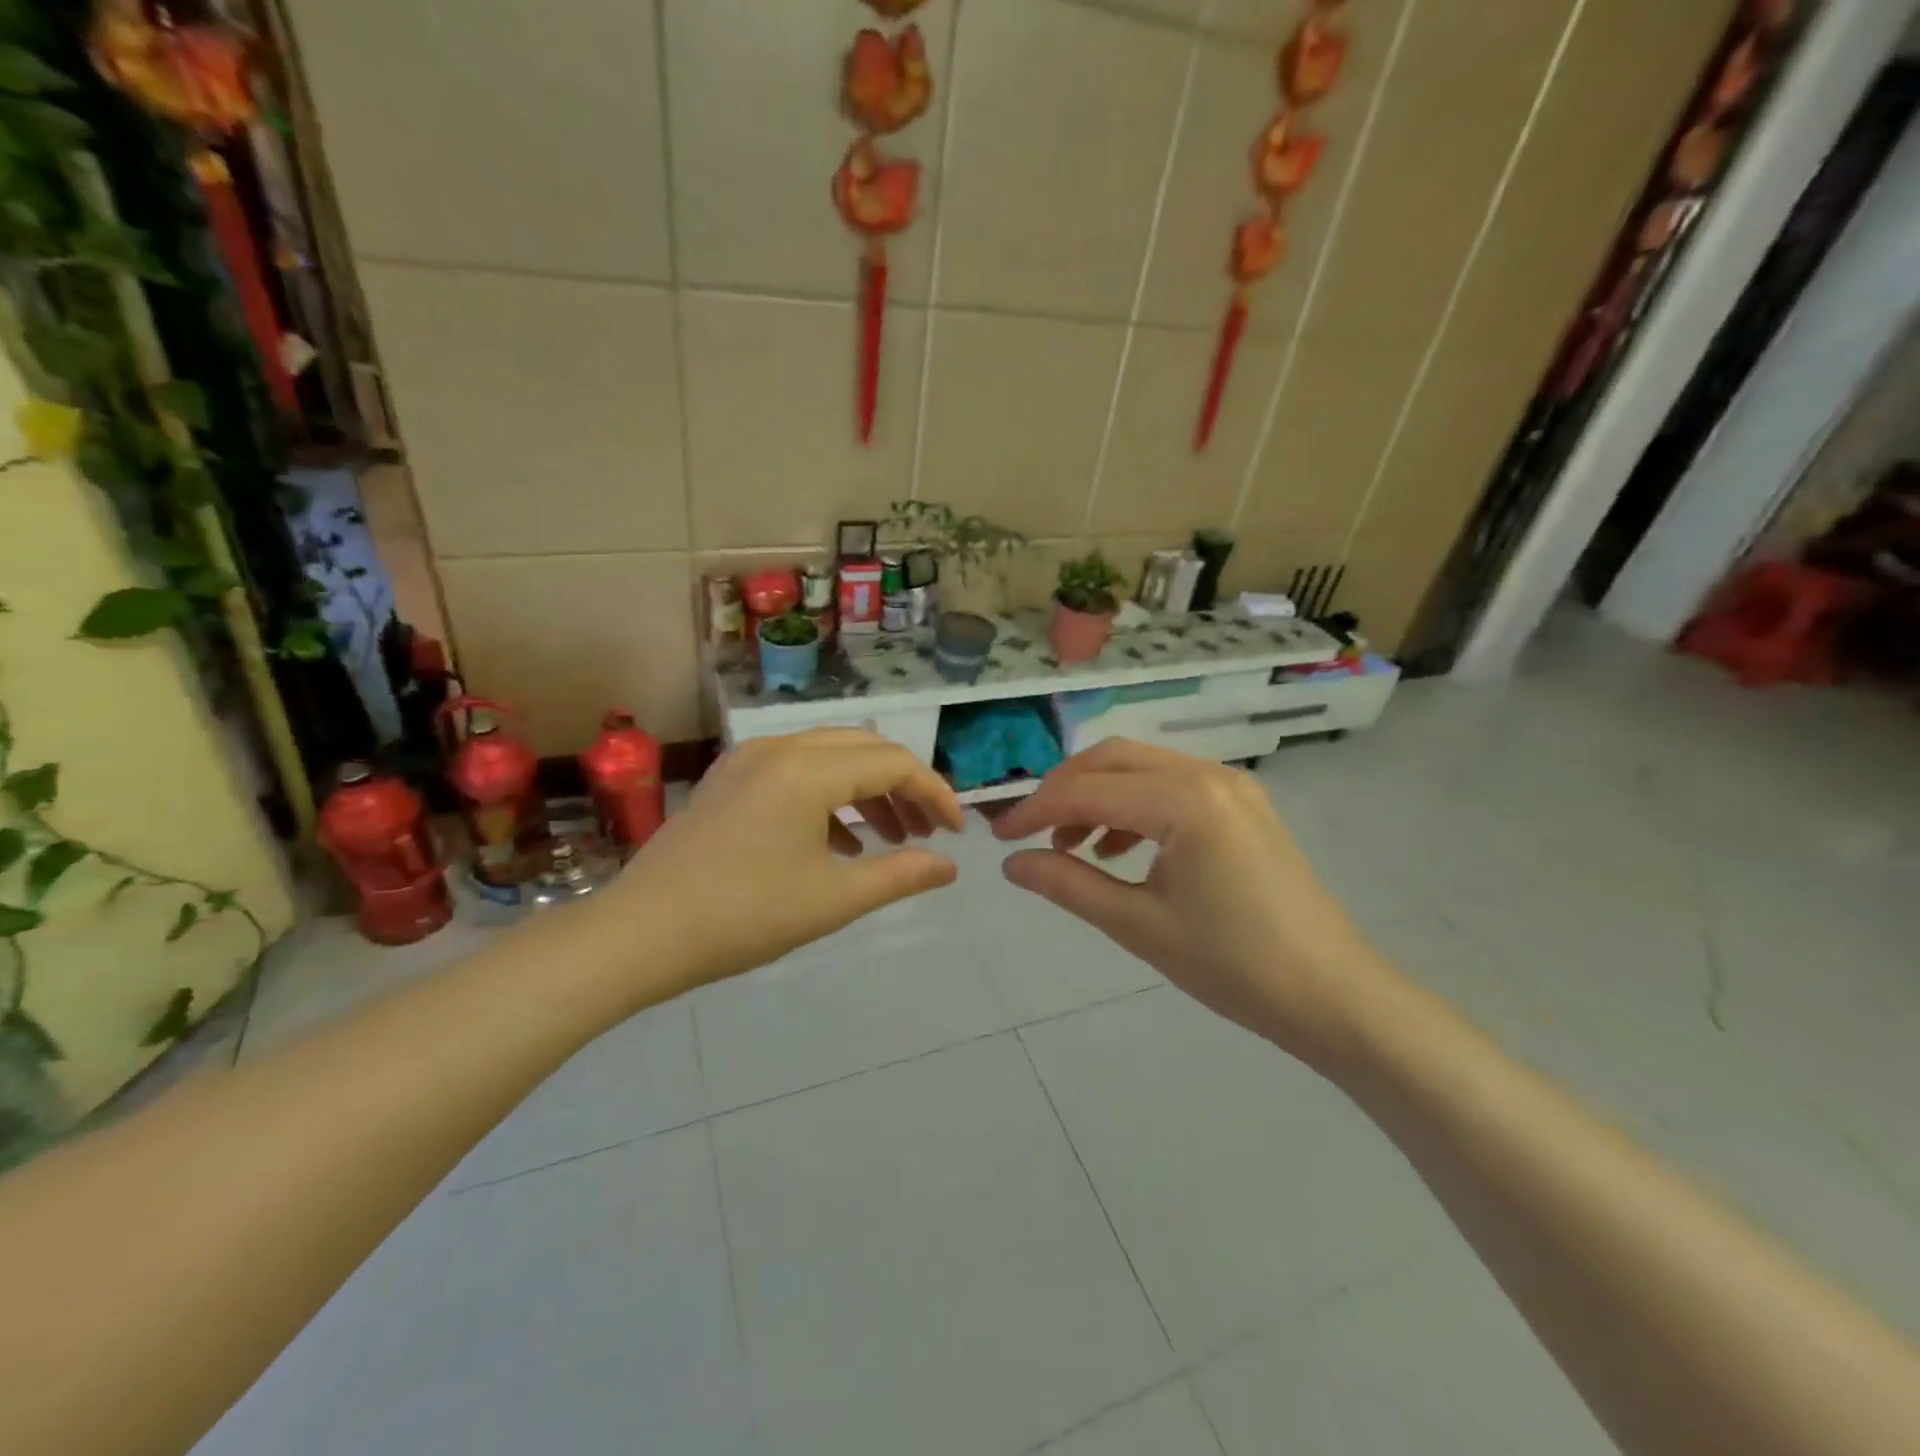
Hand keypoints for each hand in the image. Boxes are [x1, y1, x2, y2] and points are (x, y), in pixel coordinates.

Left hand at [615, 729, 963, 995]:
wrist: (640, 934)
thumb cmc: (744, 916)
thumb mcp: (833, 899)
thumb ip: (900, 874)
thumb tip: (949, 865)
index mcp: (807, 769)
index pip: (892, 764)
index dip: (934, 794)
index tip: (957, 833)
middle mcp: (779, 747)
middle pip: (864, 749)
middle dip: (903, 787)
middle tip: (927, 831)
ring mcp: (749, 760)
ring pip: (830, 758)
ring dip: (867, 791)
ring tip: (892, 839)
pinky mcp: (730, 779)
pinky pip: (797, 771)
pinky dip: (829, 797)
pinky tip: (840, 844)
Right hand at [992, 740, 1392, 1063]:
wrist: (1333, 996)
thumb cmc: (1234, 966)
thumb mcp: (1139, 926)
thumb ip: (1068, 885)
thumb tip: (1011, 865)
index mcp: (1185, 800)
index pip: (1088, 790)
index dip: (1035, 809)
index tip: (997, 837)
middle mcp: (1209, 775)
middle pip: (1113, 759)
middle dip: (1063, 791)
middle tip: (1029, 833)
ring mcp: (1232, 785)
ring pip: (1142, 768)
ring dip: (1098, 796)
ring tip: (1070, 847)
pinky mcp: (1242, 804)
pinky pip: (1171, 786)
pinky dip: (1133, 806)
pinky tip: (1118, 849)